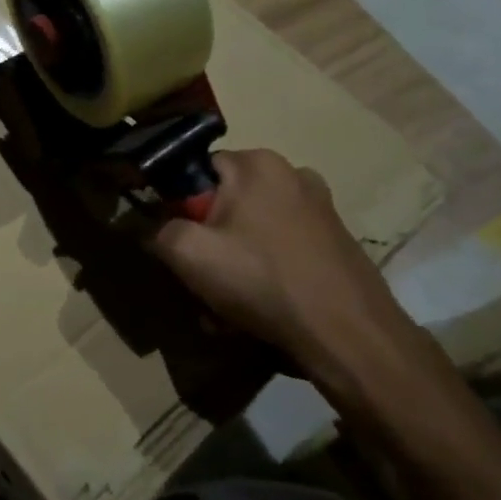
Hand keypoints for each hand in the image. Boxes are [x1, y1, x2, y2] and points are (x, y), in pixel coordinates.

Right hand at [148, 149, 436, 390]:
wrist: (349, 335)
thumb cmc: (262, 281)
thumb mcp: (188, 254)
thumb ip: (158, 230)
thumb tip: (151, 227)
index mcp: (257, 164)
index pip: (197, 172)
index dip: (179, 208)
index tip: (178, 245)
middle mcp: (292, 174)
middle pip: (225, 205)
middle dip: (208, 246)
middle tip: (201, 285)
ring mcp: (320, 209)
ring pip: (252, 233)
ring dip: (233, 267)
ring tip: (227, 312)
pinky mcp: (336, 242)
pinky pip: (281, 251)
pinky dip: (264, 276)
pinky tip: (259, 314)